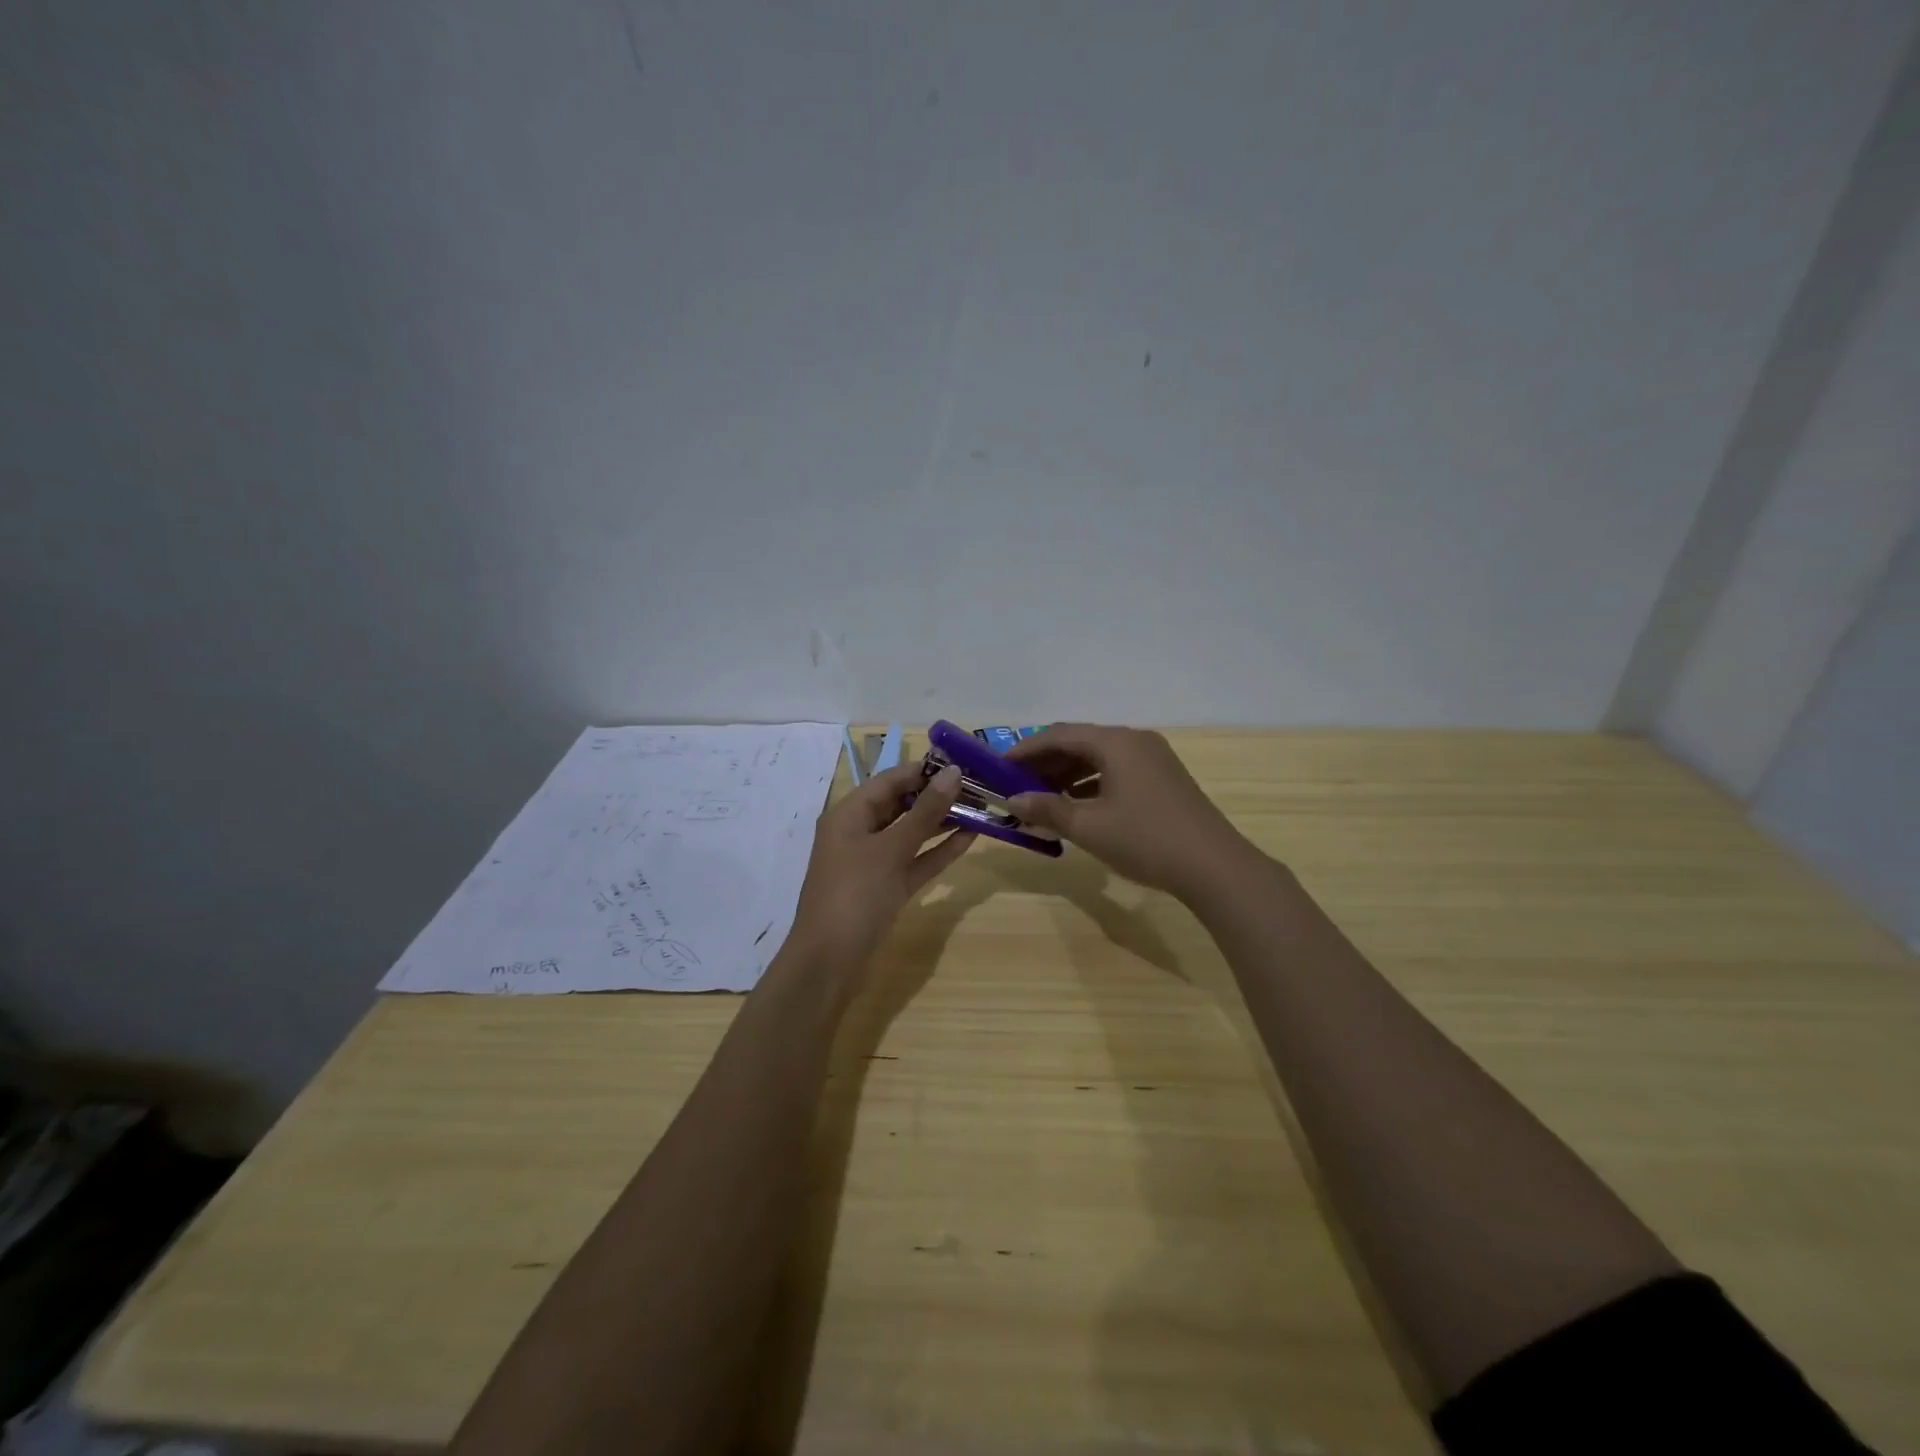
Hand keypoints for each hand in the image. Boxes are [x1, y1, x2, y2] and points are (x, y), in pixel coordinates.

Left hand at [787, 762, 973, 972]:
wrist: (829, 962)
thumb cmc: (855, 894)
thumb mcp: (891, 849)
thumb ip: (925, 812)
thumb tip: (954, 773)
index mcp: (850, 813)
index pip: (891, 779)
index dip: (925, 770)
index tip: (964, 762)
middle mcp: (860, 831)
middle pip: (902, 804)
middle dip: (938, 795)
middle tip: (979, 786)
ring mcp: (873, 861)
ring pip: (911, 832)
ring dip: (942, 821)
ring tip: (980, 807)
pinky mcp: (887, 887)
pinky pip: (915, 860)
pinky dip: (938, 850)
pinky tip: (969, 838)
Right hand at [1007, 724, 1253, 901]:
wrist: (1214, 866)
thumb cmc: (1145, 839)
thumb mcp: (1089, 826)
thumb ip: (1048, 808)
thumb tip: (1014, 800)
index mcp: (1115, 742)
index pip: (1059, 734)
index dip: (1026, 749)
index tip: (1000, 767)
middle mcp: (1135, 741)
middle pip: (1080, 742)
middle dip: (1046, 762)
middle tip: (1017, 784)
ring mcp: (1153, 758)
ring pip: (1100, 757)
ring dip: (1068, 774)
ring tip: (1041, 797)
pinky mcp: (1163, 778)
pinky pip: (1117, 770)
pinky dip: (1092, 783)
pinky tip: (1077, 805)